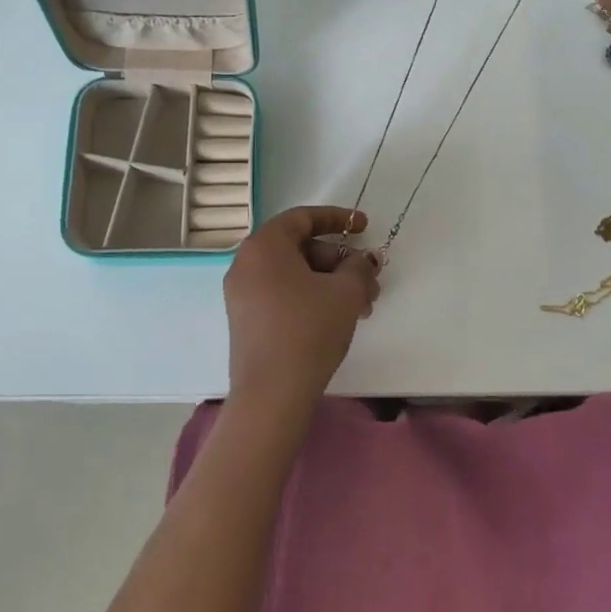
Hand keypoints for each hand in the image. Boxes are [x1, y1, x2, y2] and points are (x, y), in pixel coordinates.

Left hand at [223, 206, 381, 425]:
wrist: (272, 393)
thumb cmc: (309, 329)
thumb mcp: (346, 291)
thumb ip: (358, 266)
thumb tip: (362, 261)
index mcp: (264, 246)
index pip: (302, 218)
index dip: (337, 218)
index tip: (364, 227)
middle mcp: (245, 264)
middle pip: (299, 247)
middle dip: (339, 260)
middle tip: (368, 279)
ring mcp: (242, 294)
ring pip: (293, 274)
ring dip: (330, 282)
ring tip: (362, 306)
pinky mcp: (246, 321)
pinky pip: (281, 294)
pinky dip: (310, 297)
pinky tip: (337, 318)